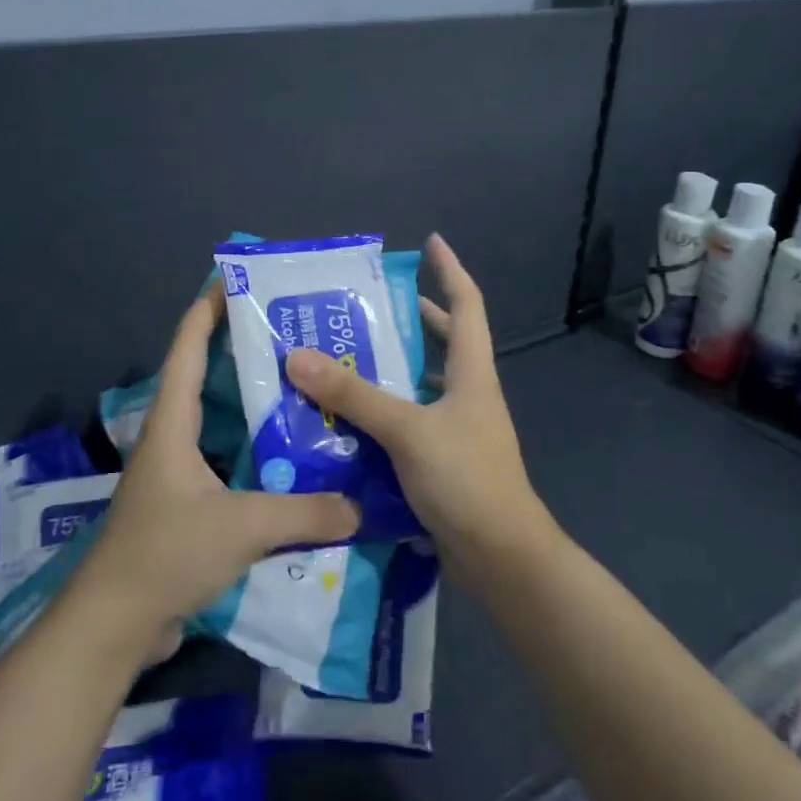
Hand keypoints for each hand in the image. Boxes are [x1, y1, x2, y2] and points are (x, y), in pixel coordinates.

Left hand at [73, 281, 360, 644]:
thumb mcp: (242, 526)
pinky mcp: (185, 506)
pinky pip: (226, 462)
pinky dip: (254, 451)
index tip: (236, 280)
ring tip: (301, 390)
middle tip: (291, 335)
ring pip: (219, 423)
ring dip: (251, 404)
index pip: (186, 348)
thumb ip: (305, 513)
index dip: (207, 310)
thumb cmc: (166, 553)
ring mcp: (176, 474)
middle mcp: (172, 439)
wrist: (113, 625)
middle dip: (241, 351)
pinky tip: (291, 459)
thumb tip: (360, 506)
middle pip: (204, 378)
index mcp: (172, 424)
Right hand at [286, 234, 557, 585]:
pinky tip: (350, 417)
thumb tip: (298, 356)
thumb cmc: (466, 480)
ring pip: (423, 382)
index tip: (430, 242)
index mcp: (472, 372)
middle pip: (445, 340)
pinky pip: (410, 420)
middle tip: (367, 304)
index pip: (467, 304)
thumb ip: (354, 393)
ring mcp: (458, 429)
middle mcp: (468, 393)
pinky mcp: (443, 460)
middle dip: (413, 317)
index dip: (450, 269)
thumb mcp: (407, 430)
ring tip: (347, 354)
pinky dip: (385, 411)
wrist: (502, 558)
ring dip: (393, 367)